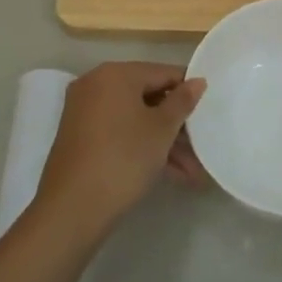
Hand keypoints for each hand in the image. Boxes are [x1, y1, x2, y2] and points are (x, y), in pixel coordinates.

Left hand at [36, 63, 206, 239]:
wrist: (72, 209)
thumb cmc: (123, 158)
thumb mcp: (161, 129)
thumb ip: (182, 101)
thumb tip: (197, 81)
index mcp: (115, 74)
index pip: (163, 72)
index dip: (189, 90)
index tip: (209, 109)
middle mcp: (96, 85)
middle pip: (148, 97)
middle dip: (177, 125)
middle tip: (202, 146)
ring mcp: (85, 112)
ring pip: (135, 119)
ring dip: (164, 142)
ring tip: (193, 172)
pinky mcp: (81, 138)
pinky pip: (120, 133)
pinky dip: (142, 147)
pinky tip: (171, 173)